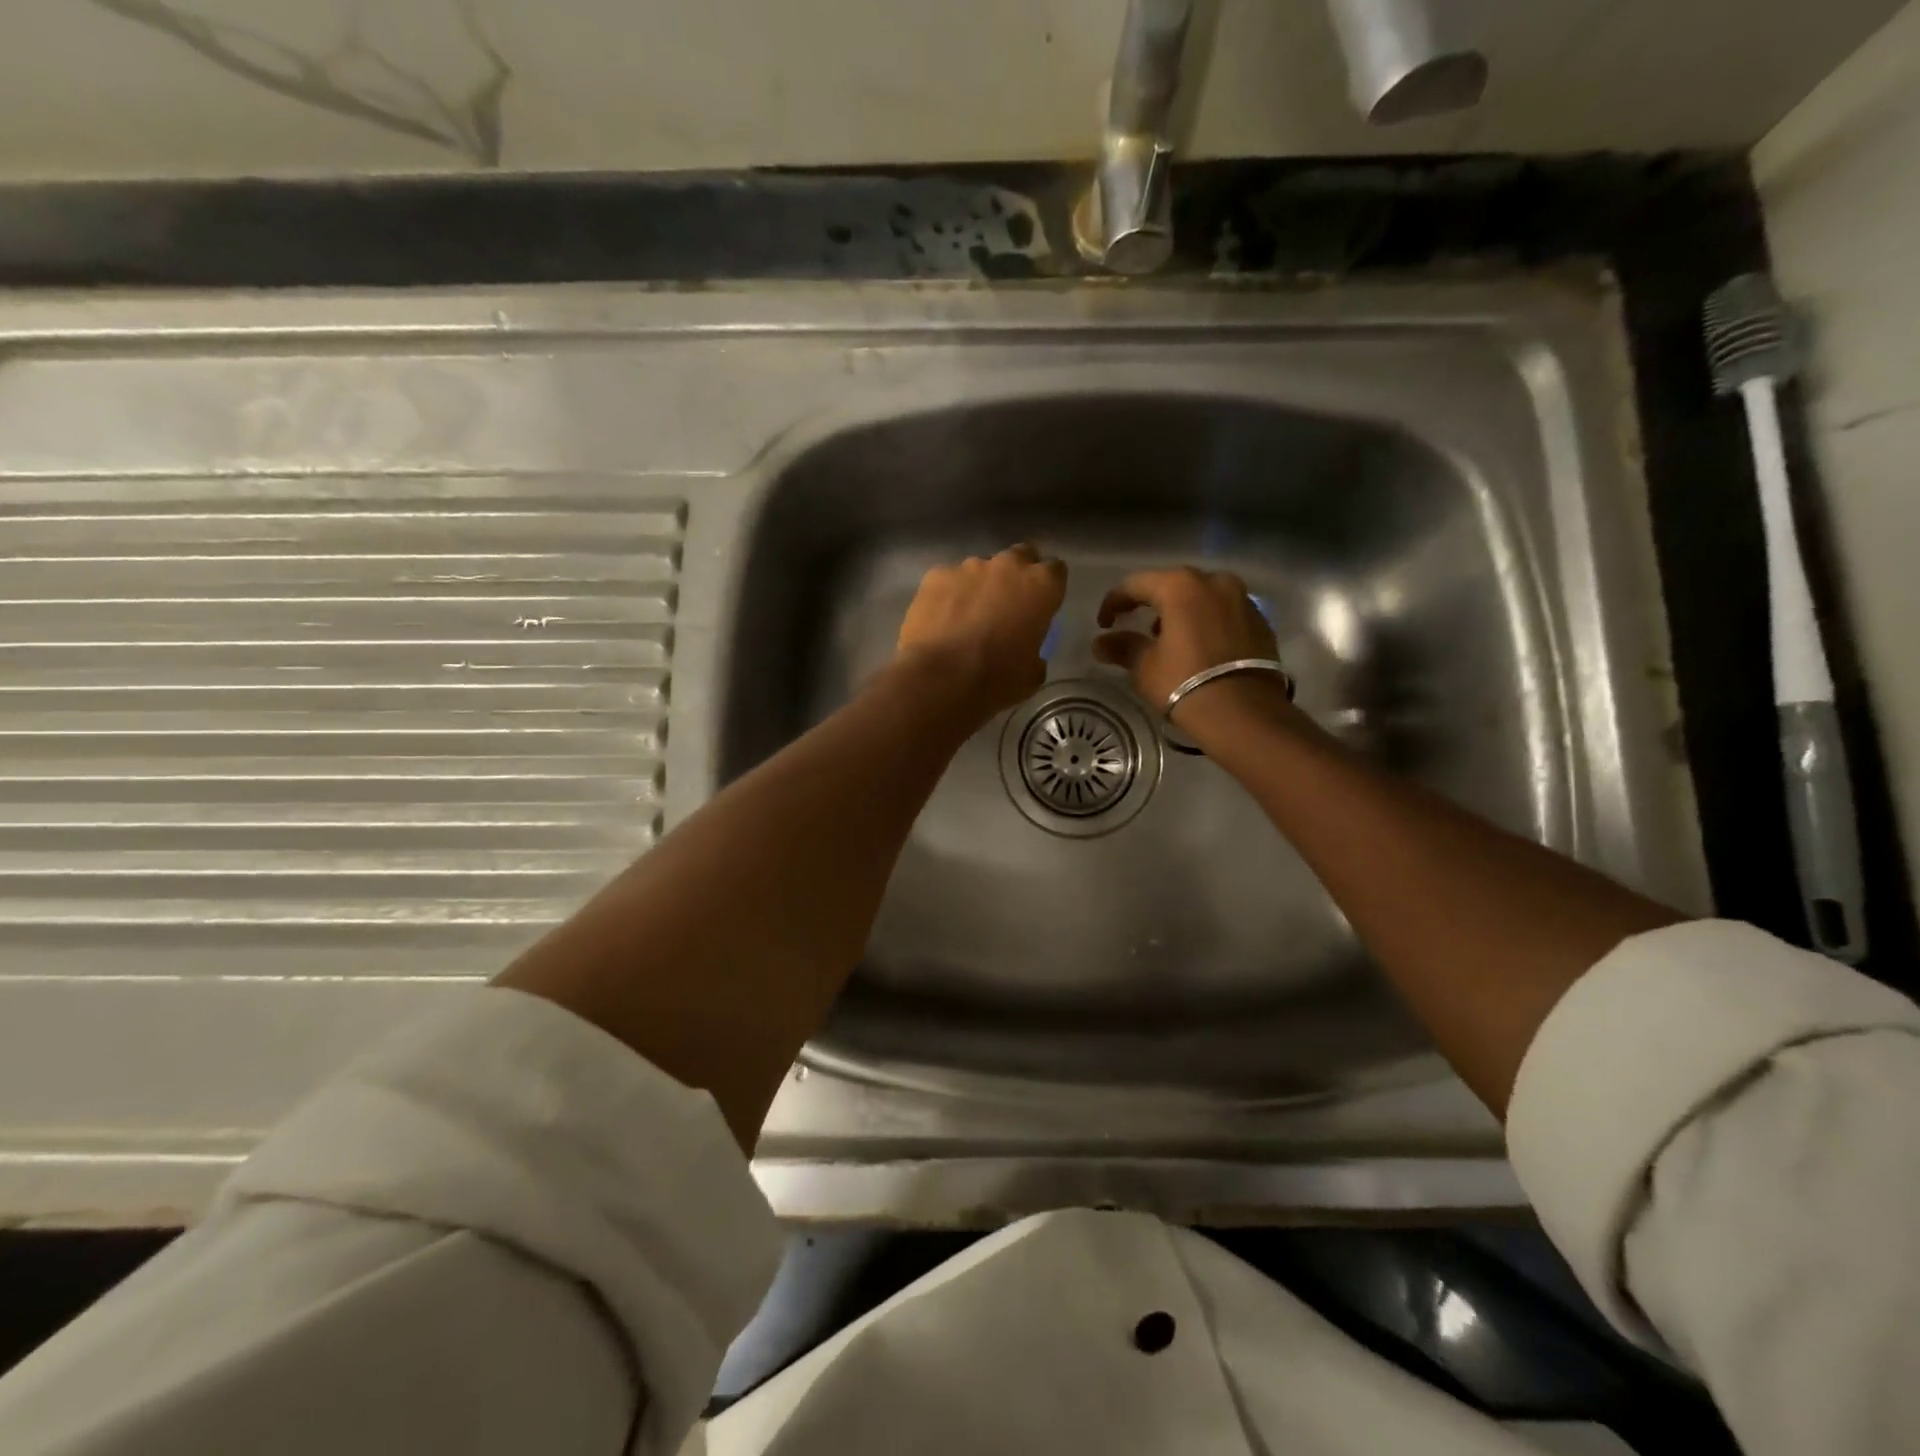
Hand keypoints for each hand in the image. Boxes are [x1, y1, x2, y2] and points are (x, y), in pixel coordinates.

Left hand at [897, 544, 1067, 718]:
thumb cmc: (996, 679)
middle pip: (1019, 557)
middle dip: (1016, 575)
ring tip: (967, 616)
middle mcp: (1008, 566)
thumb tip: (1030, 654)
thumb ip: (1035, 652)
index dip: (1049, 587)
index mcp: (1041, 586)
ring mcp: (969, 567)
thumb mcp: (1031, 675)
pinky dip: (948, 595)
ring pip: (980, 569)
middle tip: (1007, 604)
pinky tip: (940, 619)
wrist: (940, 677)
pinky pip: (948, 580)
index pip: (1056, 571)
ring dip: (979, 586)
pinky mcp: (936, 575)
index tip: (1042, 604)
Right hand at [1094, 567, 1283, 719]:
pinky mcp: (1261, 622)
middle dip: (1151, 604)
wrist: (1243, 713)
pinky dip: (1207, 623)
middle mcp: (1215, 582)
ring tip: (1168, 639)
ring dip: (1182, 612)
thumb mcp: (1145, 666)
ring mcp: (1243, 600)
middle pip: (1173, 585)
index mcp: (1181, 586)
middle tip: (1136, 626)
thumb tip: (1100, 643)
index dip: (1114, 602)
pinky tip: (1199, 648)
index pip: (1136, 584)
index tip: (1104, 624)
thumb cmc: (1184, 683)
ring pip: (1203, 597)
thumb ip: (1121, 647)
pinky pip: (1224, 614)